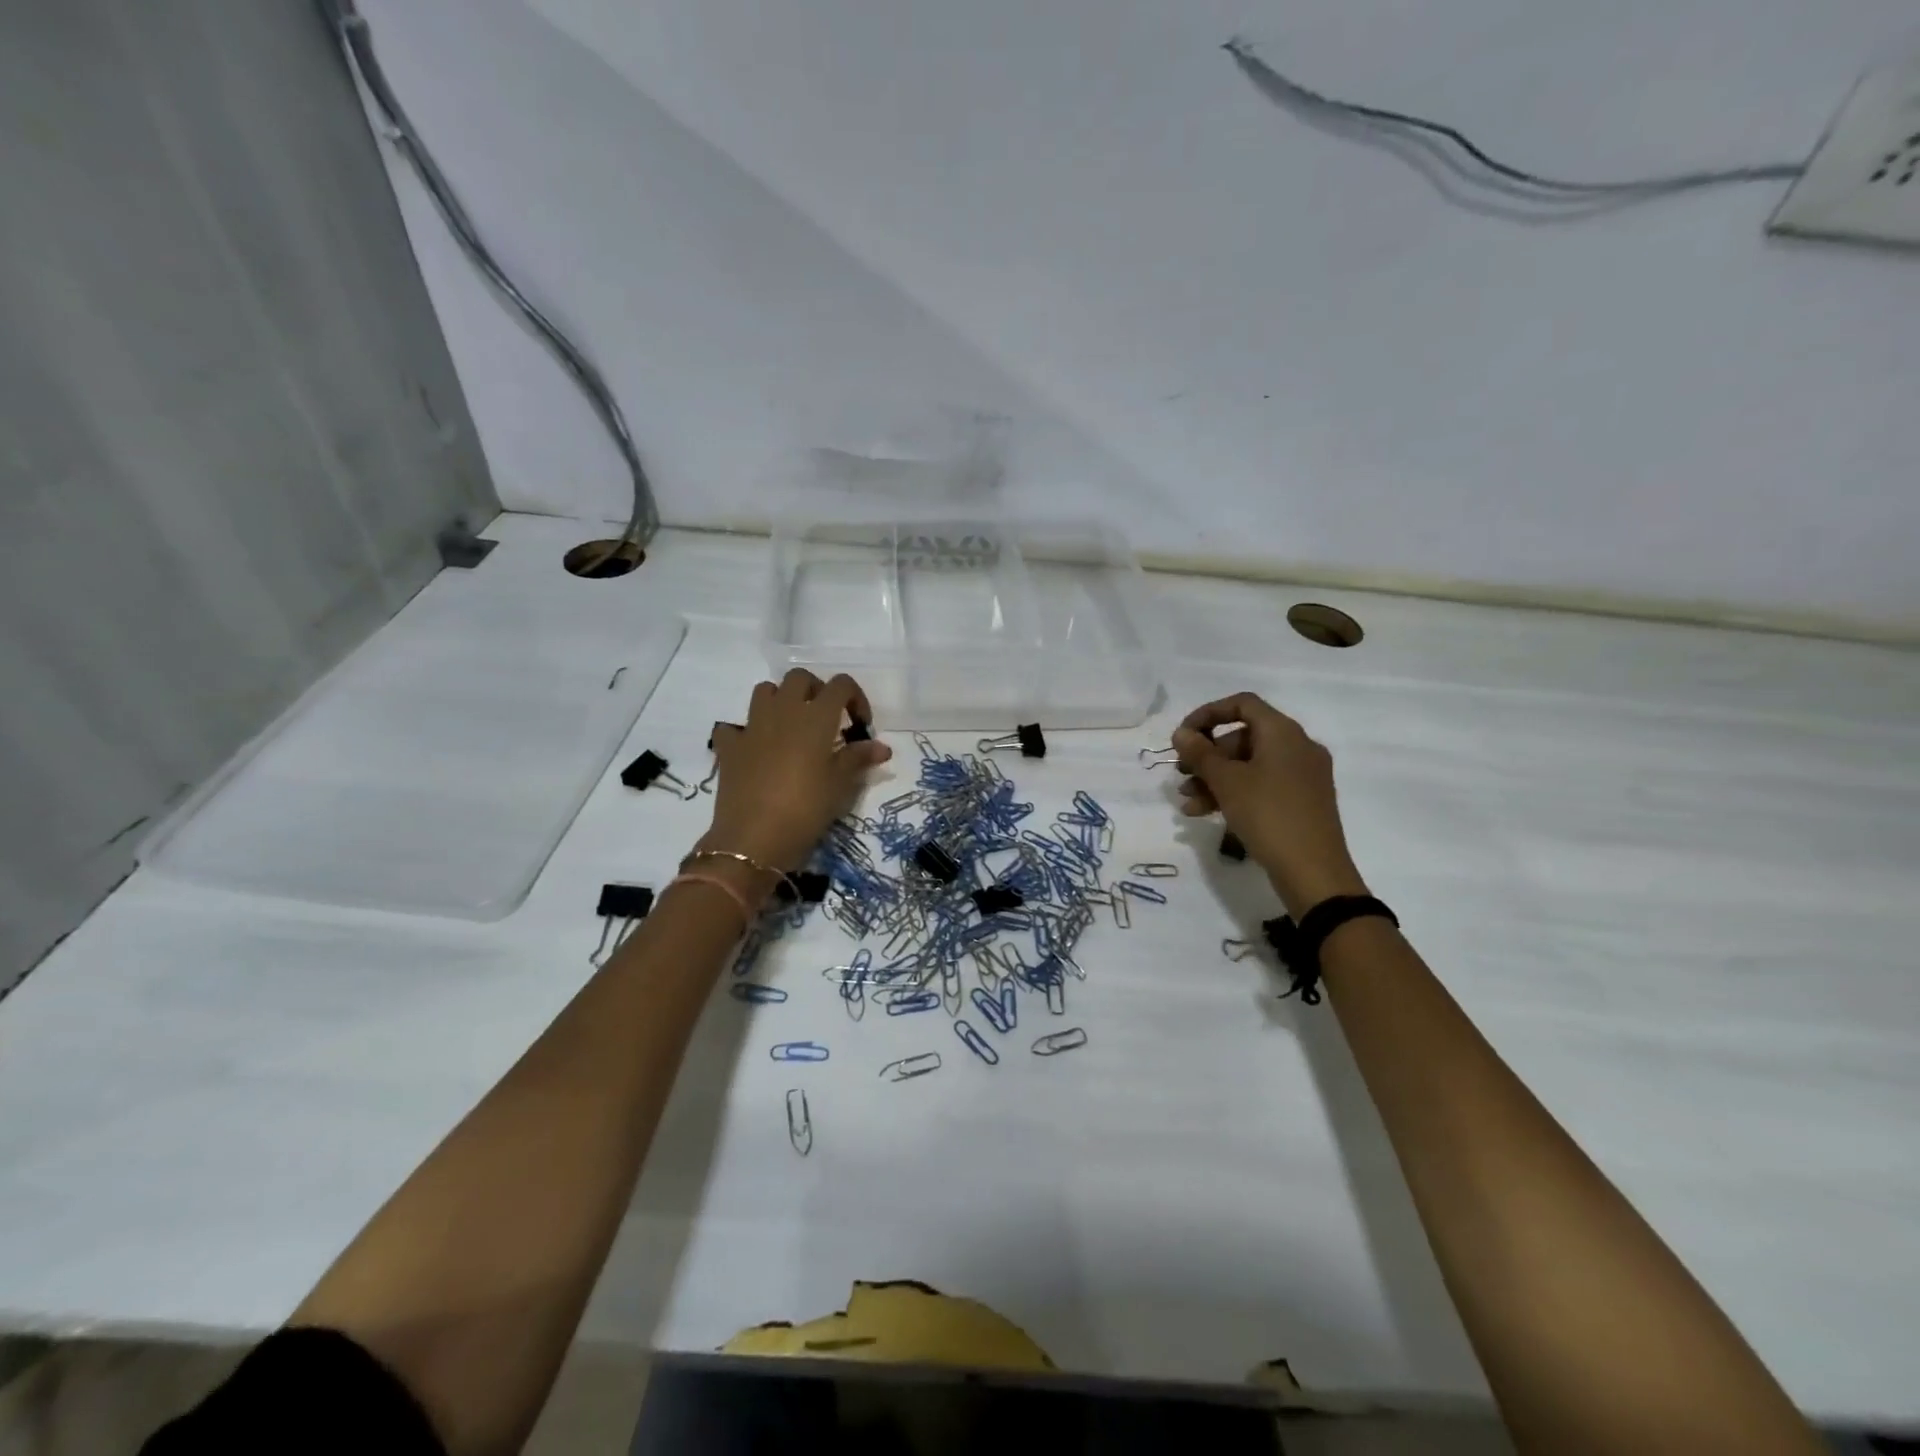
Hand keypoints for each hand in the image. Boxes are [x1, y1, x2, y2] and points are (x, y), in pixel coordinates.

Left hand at [700, 670, 891, 875]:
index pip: (841, 685)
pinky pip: (734, 727)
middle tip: (826, 720)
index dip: (855, 698)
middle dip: (816, 691)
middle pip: (800, 678)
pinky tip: (754, 751)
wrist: (754, 838)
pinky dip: (744, 733)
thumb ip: (859, 758)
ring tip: (791, 727)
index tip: (859, 726)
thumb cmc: (806, 808)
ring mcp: (752, 726)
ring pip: (765, 691)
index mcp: (816, 717)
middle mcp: (783, 711)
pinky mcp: (729, 747)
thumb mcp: (840, 785)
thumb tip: (882, 747)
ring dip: (780, 700)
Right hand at [1171, 692, 1367, 916]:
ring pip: (1249, 766)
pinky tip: (1206, 813)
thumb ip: (1200, 753)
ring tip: (1187, 803)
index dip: (1208, 714)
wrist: (1313, 872)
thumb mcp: (1227, 782)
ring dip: (1214, 779)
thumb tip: (1181, 733)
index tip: (1183, 736)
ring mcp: (1302, 776)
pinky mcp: (1301, 801)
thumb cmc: (1268, 815)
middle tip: (1181, 775)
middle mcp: (1297, 747)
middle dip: (1207, 756)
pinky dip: (1234, 793)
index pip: (1242, 704)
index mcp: (1283, 733)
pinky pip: (1262, 786)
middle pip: (1243, 737)